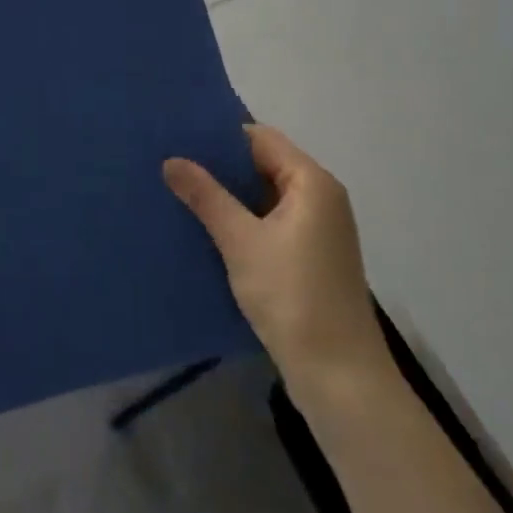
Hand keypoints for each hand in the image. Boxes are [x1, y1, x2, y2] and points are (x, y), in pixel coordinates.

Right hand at [164, 126, 390, 400]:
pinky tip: (208, 229)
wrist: (340, 376)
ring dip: (230, 196)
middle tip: (172, 163)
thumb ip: (207, 197)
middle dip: (221, 166)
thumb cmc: (293, 297)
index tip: (180, 136)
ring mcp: (318, 230)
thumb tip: (172, 160)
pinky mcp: (311, 257)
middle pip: (265, 165)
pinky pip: (271, 223)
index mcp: (312, 183)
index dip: (222, 135)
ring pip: (266, 197)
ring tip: (181, 191)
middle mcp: (321, 198)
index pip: (262, 138)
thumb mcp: (241, 242)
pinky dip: (243, 221)